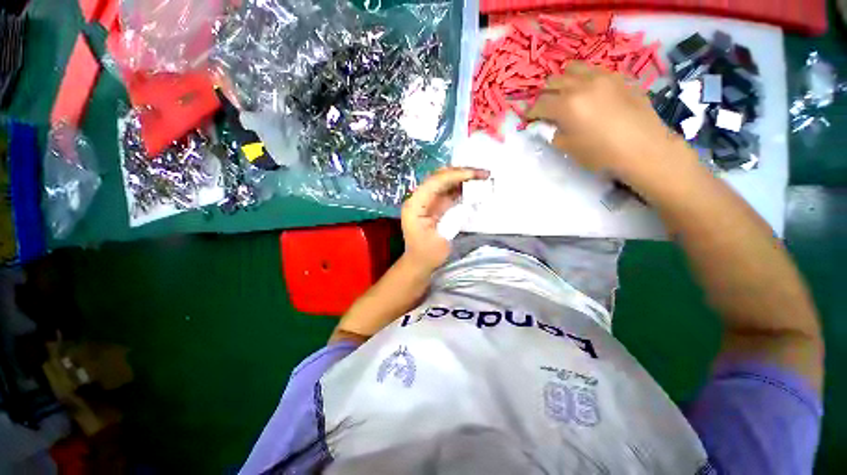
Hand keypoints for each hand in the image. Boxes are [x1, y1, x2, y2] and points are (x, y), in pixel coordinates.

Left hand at [401, 167, 489, 271]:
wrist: (418, 262)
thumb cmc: (427, 255)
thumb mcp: (442, 239)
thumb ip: (454, 218)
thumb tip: (469, 200)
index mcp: (415, 205)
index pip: (435, 182)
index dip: (456, 175)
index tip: (476, 174)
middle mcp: (418, 198)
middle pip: (439, 178)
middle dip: (461, 173)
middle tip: (483, 173)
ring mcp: (426, 201)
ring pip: (444, 182)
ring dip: (463, 178)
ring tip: (482, 177)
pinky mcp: (433, 205)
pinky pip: (447, 192)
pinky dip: (461, 188)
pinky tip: (473, 187)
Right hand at [525, 62, 698, 195]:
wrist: (644, 149)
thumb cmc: (601, 154)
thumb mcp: (569, 148)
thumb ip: (551, 134)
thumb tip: (540, 126)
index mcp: (566, 105)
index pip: (540, 105)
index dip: (530, 113)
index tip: (528, 120)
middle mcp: (581, 85)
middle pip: (553, 82)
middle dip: (544, 95)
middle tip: (545, 109)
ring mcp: (602, 77)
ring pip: (573, 69)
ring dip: (563, 81)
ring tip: (565, 95)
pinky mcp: (618, 77)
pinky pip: (594, 71)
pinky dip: (584, 79)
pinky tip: (587, 92)